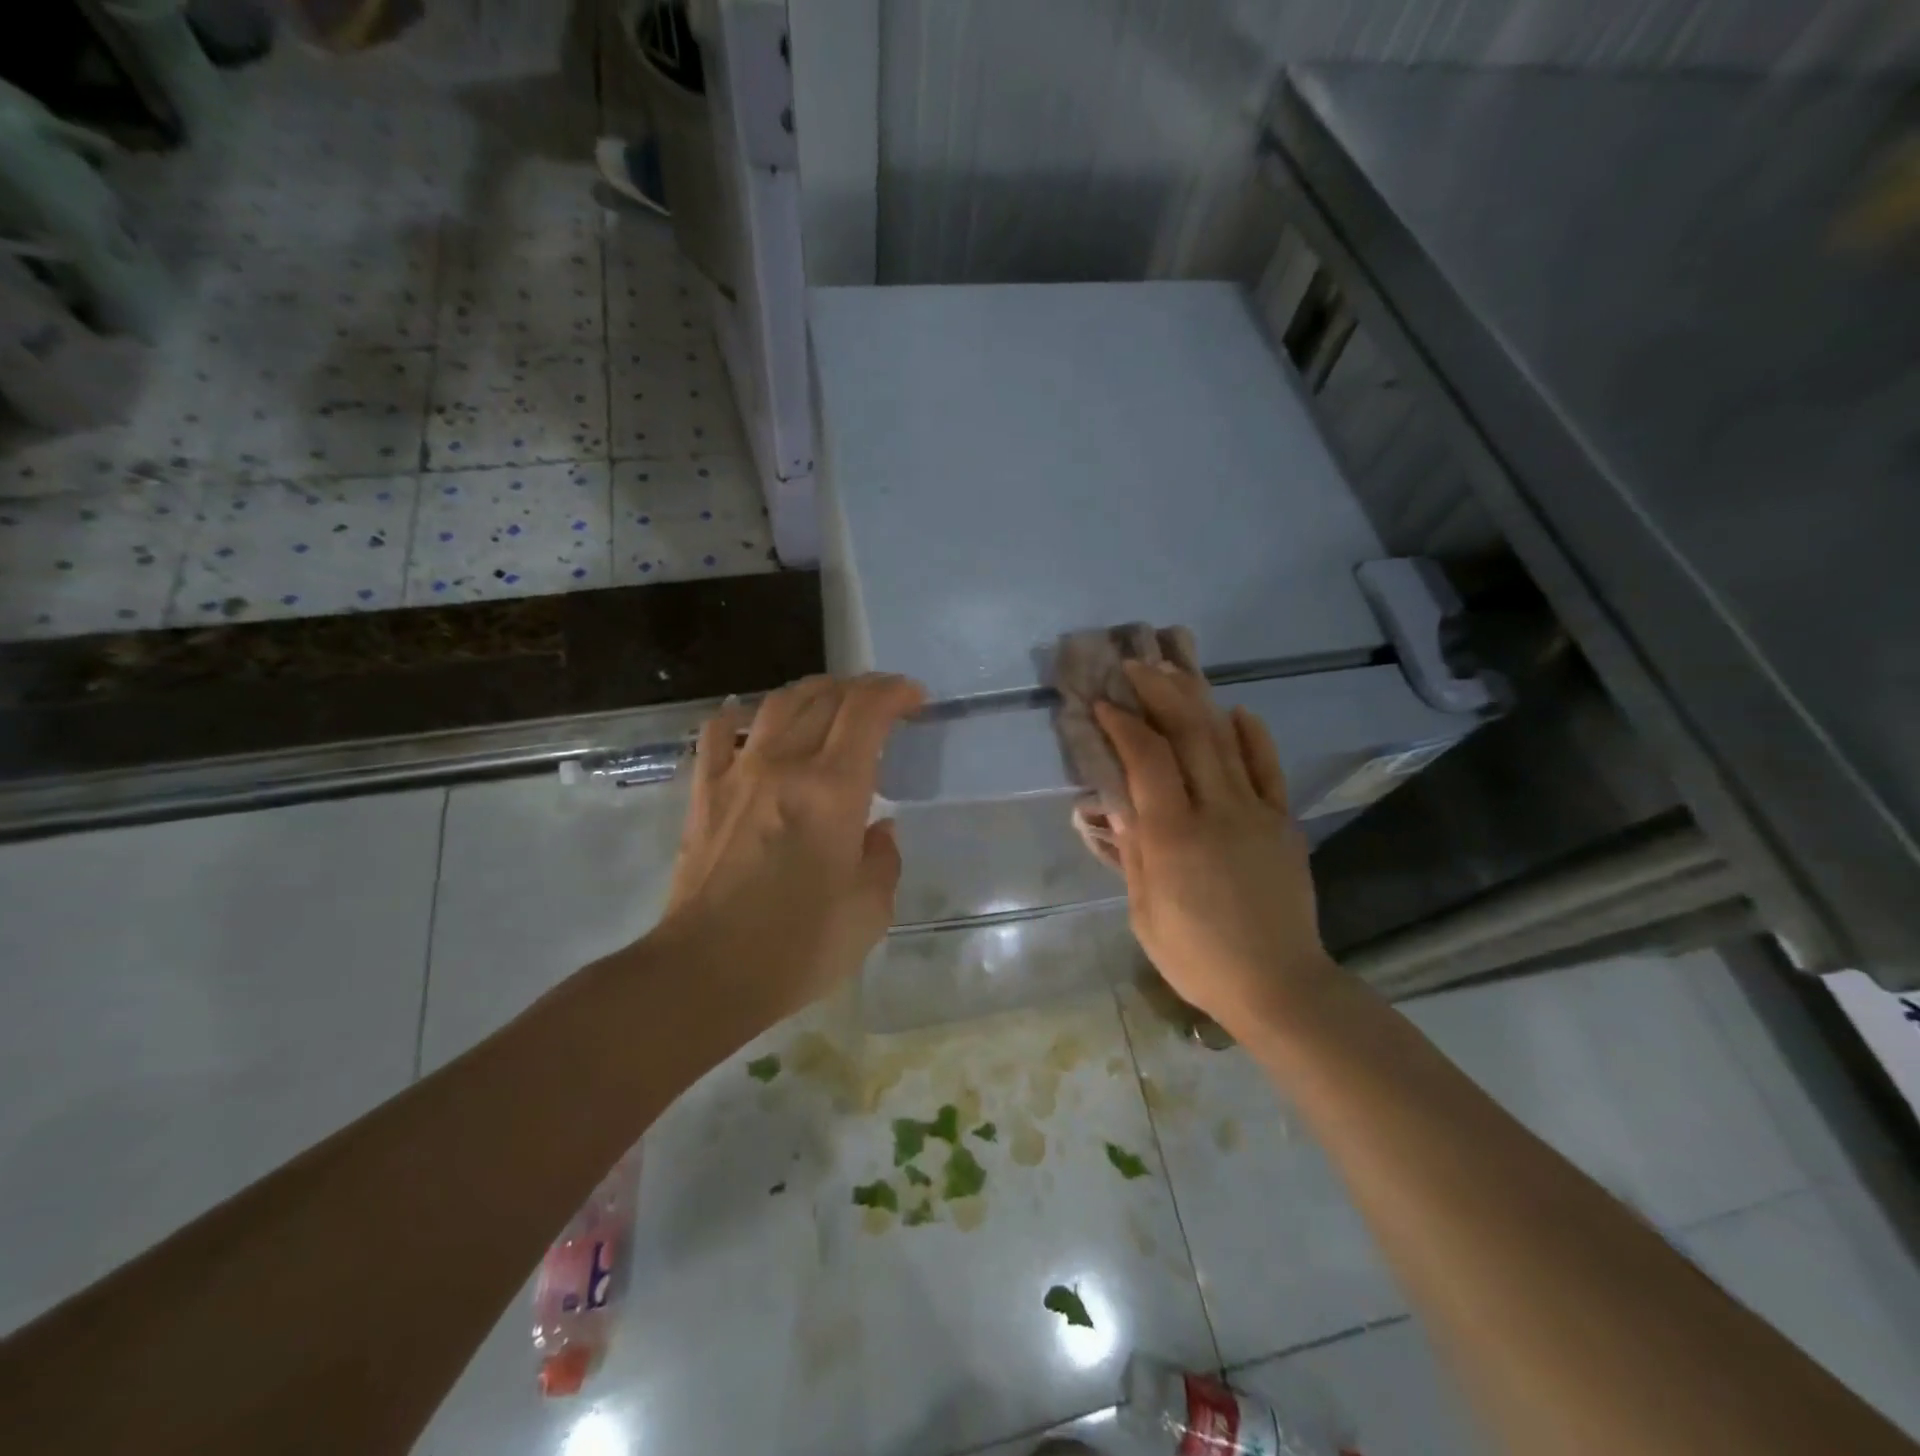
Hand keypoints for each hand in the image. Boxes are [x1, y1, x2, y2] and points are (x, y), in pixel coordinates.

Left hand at [655, 673, 926, 1026]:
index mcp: (834, 789)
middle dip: (860, 687)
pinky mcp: (704, 794)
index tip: (914, 697)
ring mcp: (738, 774)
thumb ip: (883, 860)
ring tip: (828, 698)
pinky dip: (736, 715)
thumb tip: (880, 830)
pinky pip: (716, 735)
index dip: (894, 692)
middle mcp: (786, 765)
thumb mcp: (870, 911)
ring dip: (810, 691)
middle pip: (824, 698)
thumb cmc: (799, 946)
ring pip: (776, 705)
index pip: (867, 712)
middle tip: (880, 698)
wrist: (707, 971)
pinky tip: (746, 716)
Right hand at [1095, 661, 1337, 1040]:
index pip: (1146, 760)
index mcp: (1174, 836)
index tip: (1104, 703)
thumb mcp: (1145, 912)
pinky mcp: (1283, 822)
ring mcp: (1256, 813)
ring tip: (1176, 672)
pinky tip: (1236, 712)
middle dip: (1160, 692)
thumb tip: (1108, 807)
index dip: (1124, 724)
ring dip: (1198, 701)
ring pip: (1226, 741)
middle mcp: (1217, 811)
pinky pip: (1268, 768)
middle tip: (1137, 666)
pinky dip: (1251, 736)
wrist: (1278, 985)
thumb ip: (1130, 853)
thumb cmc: (1197, 956)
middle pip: (1189, 734)